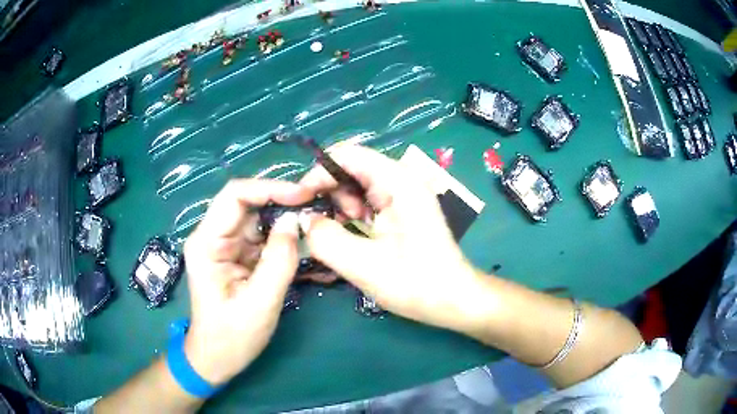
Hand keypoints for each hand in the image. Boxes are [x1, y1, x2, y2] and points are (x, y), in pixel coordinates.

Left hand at [182, 179, 310, 384]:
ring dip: (284, 217)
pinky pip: (262, 235)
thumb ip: (279, 261)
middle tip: (316, 205)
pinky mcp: (237, 255)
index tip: (304, 194)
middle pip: (247, 203)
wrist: (217, 357)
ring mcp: (225, 245)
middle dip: (281, 200)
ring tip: (314, 221)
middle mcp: (213, 236)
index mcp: (207, 243)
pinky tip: (302, 239)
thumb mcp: (259, 303)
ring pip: (257, 217)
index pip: (234, 196)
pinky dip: (282, 235)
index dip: (269, 188)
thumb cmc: (232, 336)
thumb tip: (294, 220)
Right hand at [299, 146, 481, 332]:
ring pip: (357, 185)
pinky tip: (354, 236)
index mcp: (398, 182)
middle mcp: (402, 179)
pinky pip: (368, 201)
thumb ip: (325, 238)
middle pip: (351, 168)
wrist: (453, 299)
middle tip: (325, 226)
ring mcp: (404, 194)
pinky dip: (353, 215)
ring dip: (341, 207)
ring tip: (344, 235)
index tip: (299, 201)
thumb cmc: (415, 283)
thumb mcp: (362, 265)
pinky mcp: (402, 209)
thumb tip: (304, 220)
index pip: (347, 155)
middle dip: (330, 193)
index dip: (318, 174)